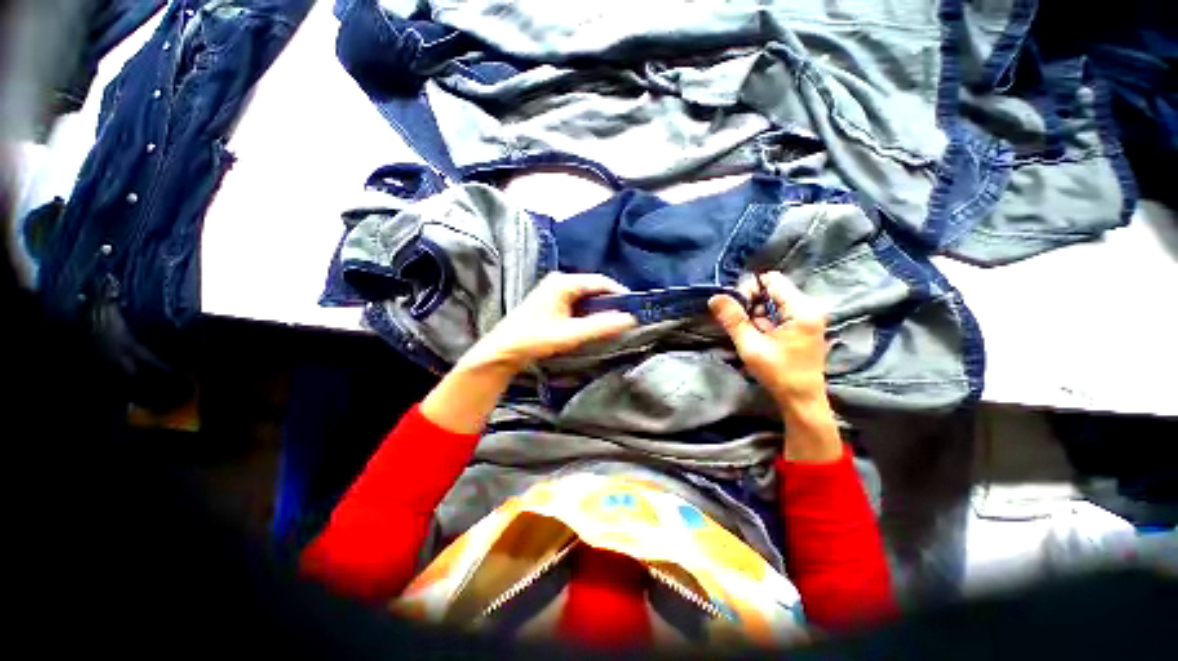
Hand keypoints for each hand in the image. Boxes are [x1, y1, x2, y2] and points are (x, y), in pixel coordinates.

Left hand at [462, 272, 637, 373]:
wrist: (503, 351)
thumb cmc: (534, 340)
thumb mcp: (569, 335)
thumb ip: (600, 327)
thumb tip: (629, 319)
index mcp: (563, 282)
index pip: (601, 282)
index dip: (620, 294)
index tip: (634, 309)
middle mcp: (560, 281)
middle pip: (594, 288)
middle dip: (610, 303)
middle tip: (625, 319)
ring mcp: (554, 290)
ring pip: (586, 296)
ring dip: (600, 309)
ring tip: (613, 324)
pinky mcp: (552, 300)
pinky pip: (578, 302)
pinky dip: (588, 313)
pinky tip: (593, 325)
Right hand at [709, 271, 841, 461]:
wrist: (802, 400)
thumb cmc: (779, 374)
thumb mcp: (751, 346)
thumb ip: (733, 319)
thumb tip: (714, 297)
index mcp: (802, 309)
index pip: (771, 279)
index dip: (750, 289)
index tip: (738, 309)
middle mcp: (809, 307)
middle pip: (772, 289)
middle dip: (752, 303)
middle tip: (743, 325)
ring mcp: (808, 316)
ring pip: (773, 301)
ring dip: (757, 314)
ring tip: (752, 335)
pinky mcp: (804, 325)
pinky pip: (778, 312)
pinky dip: (764, 321)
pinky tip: (760, 338)